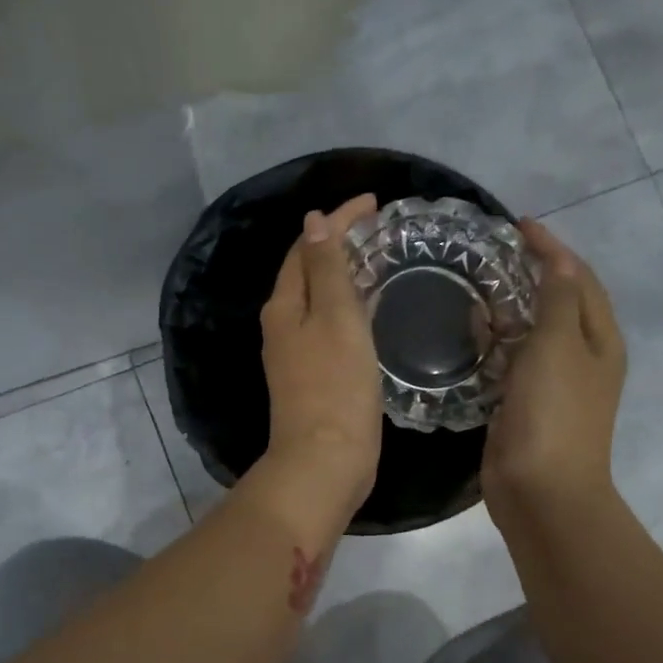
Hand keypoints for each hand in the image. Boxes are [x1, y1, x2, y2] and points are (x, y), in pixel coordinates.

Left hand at [253, 193, 383, 527]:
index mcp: (284, 306)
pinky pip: (329, 328)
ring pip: (318, 300)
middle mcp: (282, 326)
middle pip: (308, 271)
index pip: (306, 246)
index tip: (375, 202)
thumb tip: (313, 222)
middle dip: (338, 243)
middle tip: (379, 229)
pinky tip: (370, 312)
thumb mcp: (335, 318)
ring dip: (343, 275)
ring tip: (379, 261)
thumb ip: (326, 269)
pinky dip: (348, 308)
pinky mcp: (313, 378)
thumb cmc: (335, 386)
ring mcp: (295, 355)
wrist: (325, 460)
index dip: (338, 220)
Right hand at [483, 220, 627, 530]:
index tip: (517, 225)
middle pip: (558, 302)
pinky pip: (510, 362)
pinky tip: (470, 334)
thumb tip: (557, 263)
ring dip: (509, 308)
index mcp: (599, 339)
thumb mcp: (558, 345)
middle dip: (531, 274)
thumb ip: (556, 299)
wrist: (541, 490)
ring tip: (476, 285)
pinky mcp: (523, 405)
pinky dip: (494, 342)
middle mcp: (581, 357)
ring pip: (531, 333)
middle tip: (492, 253)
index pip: (578, 279)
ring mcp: (552, 384)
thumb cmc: (554, 413)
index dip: (552, 249)